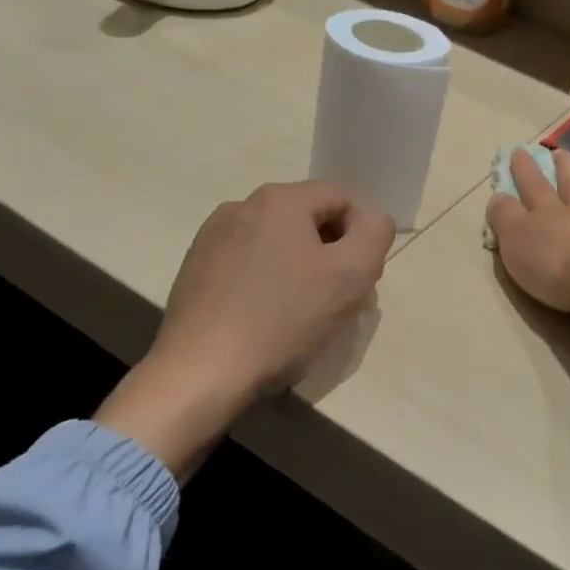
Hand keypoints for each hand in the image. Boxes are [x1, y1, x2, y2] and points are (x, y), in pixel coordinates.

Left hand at [96, 181, 395, 477]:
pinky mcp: (195, 268)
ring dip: (300, 268)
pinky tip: (265, 318)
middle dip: (332, 253)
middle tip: (337, 299)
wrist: (202, 371)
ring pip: (277, 242)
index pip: (342, 198)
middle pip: (308, 219)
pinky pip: (248, 264)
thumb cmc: (283, 320)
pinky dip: (267, 282)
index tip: (360, 278)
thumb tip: (370, 220)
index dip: (362, 236)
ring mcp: (212, 237)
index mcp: (279, 199)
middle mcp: (241, 206)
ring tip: (301, 313)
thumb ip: (374, 233)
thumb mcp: (351, 275)